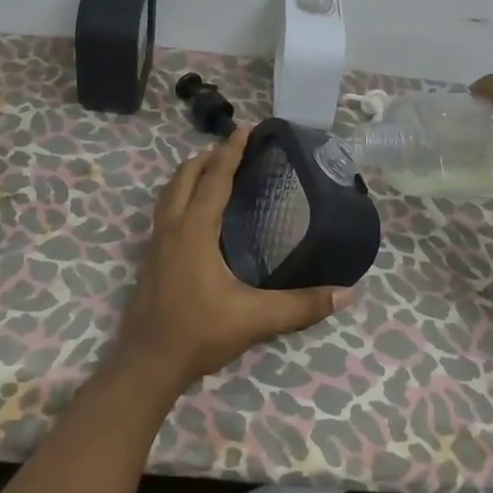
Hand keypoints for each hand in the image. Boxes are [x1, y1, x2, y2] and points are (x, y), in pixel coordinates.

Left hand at [110, 125, 351, 397]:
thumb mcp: (254, 319)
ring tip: (212, 170)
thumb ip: (301, 306)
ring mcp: (155, 242)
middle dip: (207, 157)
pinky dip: (180, 195)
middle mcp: (172, 227)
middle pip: (185, 176)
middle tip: (232, 148)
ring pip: (169, 192)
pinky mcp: (149, 258)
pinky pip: (165, 210)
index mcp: (194, 230)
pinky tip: (195, 214)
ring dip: (190, 174)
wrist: (146, 365)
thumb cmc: (198, 333)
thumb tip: (346, 293)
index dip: (230, 151)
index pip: (214, 179)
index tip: (245, 127)